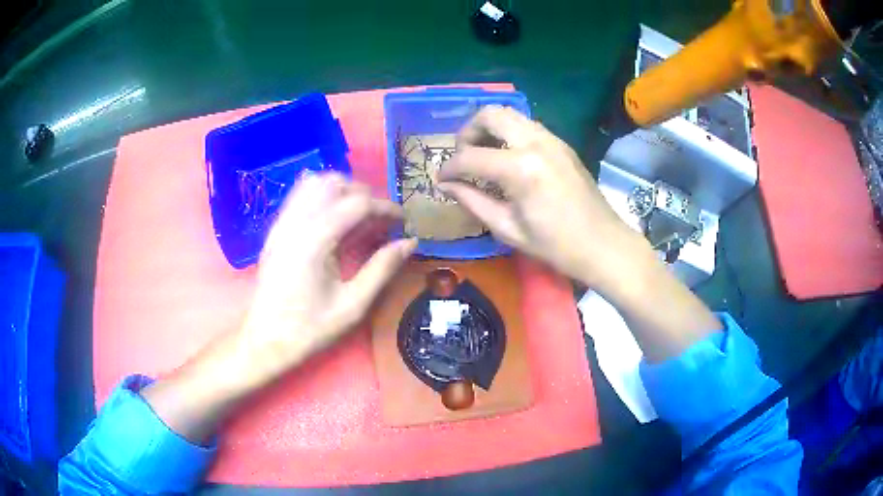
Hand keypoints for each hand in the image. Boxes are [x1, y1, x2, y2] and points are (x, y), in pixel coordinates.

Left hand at [240, 173, 416, 382]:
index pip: (357, 203)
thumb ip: (382, 269)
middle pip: (336, 183)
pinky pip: (300, 194)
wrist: (265, 340)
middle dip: (365, 195)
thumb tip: (410, 242)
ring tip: (358, 215)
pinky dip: (322, 195)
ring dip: (343, 190)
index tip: (404, 221)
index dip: (386, 207)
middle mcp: (296, 222)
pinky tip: (333, 218)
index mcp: (315, 241)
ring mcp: (282, 223)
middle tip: (380, 221)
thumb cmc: (309, 328)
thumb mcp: (353, 306)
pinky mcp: (276, 229)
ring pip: (315, 182)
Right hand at [439, 106, 718, 362]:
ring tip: (482, 156)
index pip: (470, 156)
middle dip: (467, 132)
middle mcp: (535, 142)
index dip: (450, 168)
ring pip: (509, 114)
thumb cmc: (555, 246)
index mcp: (520, 168)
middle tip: (462, 156)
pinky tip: (507, 158)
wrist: (604, 244)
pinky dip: (508, 133)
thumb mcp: (508, 229)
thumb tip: (446, 185)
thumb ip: (472, 201)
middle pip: (490, 114)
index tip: (440, 179)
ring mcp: (551, 139)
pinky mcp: (561, 143)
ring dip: (489, 128)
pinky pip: (526, 125)